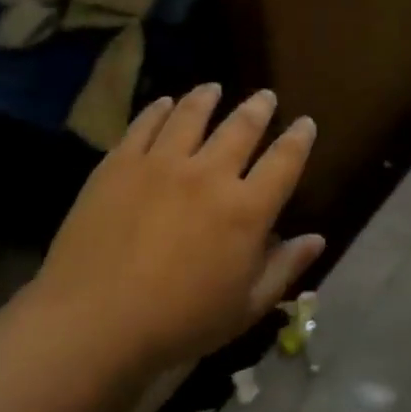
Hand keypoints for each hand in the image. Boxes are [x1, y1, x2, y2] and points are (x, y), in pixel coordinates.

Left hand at [29, 84, 324, 369]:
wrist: (93, 322)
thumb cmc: (179, 323)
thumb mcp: (245, 307)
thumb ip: (284, 268)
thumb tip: (317, 239)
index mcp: (247, 210)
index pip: (284, 161)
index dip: (298, 139)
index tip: (305, 123)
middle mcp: (209, 174)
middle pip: (241, 128)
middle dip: (258, 108)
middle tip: (265, 96)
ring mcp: (161, 164)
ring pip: (191, 116)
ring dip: (207, 98)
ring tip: (213, 89)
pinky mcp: (119, 165)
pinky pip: (144, 125)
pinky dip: (158, 110)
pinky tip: (164, 103)